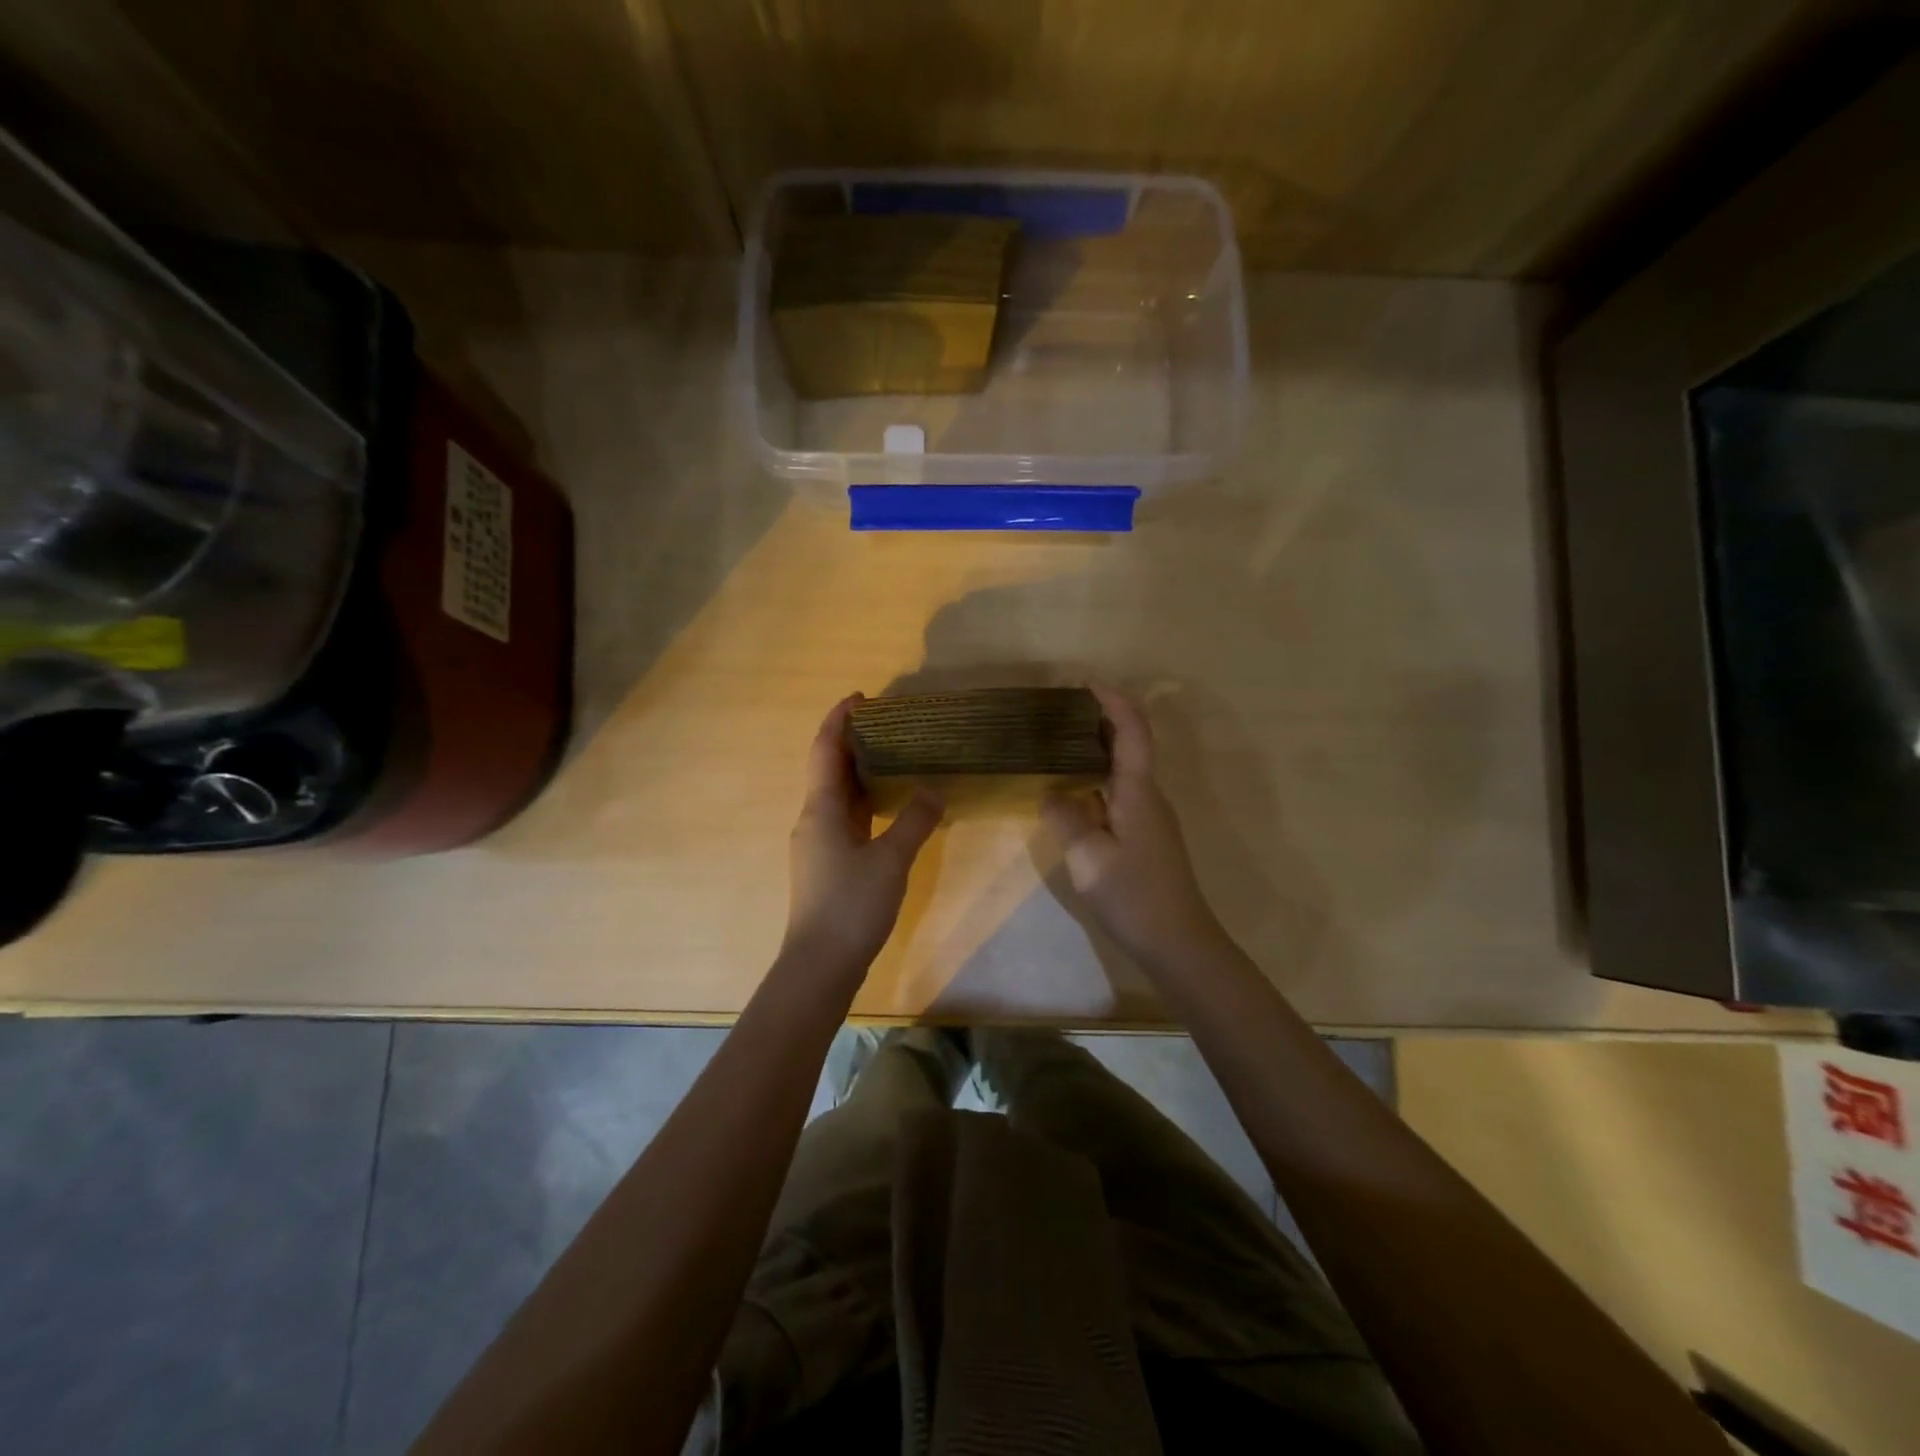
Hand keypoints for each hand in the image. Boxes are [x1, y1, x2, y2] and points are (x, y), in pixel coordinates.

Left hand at [783, 695, 943, 973]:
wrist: (820, 964)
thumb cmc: (851, 905)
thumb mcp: (891, 860)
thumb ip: (915, 821)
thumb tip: (935, 789)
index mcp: (821, 808)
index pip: (824, 749)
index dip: (839, 719)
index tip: (862, 697)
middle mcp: (813, 819)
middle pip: (829, 768)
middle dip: (854, 742)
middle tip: (891, 725)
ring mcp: (818, 843)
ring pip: (838, 795)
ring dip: (861, 773)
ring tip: (896, 757)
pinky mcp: (827, 864)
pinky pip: (845, 819)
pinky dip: (865, 803)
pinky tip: (890, 807)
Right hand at [1042, 685, 1226, 968]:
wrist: (1177, 942)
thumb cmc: (1133, 895)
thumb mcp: (1088, 857)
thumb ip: (1066, 818)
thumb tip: (1052, 793)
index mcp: (1138, 792)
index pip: (1132, 732)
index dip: (1114, 701)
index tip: (1087, 683)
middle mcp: (1149, 796)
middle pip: (1130, 744)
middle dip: (1102, 719)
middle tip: (1062, 712)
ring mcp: (1150, 817)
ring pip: (1124, 770)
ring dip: (1099, 749)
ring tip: (1060, 745)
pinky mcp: (1145, 836)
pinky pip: (1120, 792)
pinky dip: (1098, 779)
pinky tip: (1074, 791)